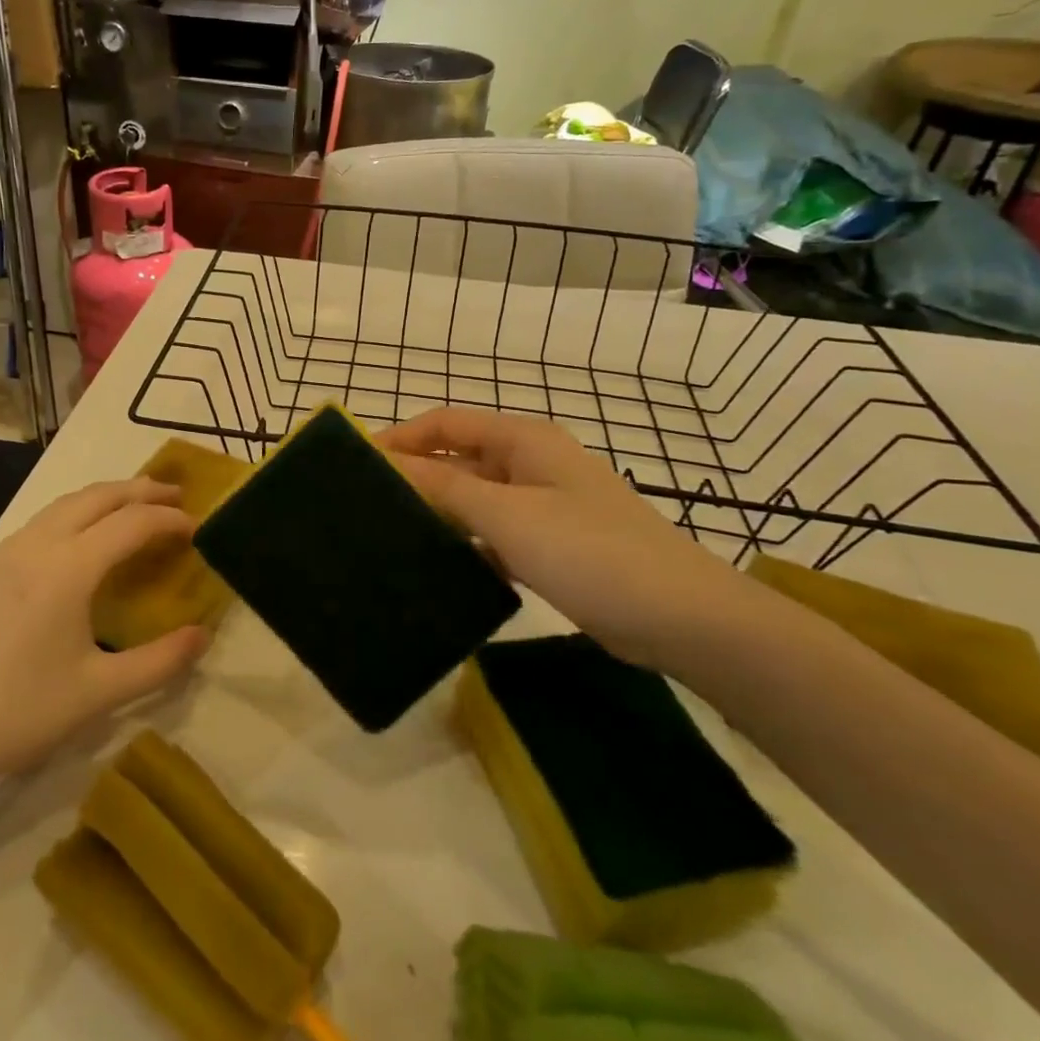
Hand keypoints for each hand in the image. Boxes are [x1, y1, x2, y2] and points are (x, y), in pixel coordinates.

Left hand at [0, 479, 209, 792]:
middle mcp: (37, 545)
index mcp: (69, 567)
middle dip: (141, 490)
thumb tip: (203, 635)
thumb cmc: (20, 713)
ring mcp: (6, 553)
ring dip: (107, 497)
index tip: (198, 525)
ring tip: (135, 508)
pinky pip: (42, 521)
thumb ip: (161, 661)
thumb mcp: (100, 691)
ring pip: (66, 503)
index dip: (170, 519)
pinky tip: (82, 542)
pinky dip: (77, 514)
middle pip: (98, 496)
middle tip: (176, 496)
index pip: (132, 523)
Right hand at [380, 407, 751, 670]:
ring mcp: (544, 505)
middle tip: (367, 508)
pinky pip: (497, 534)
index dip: (401, 437)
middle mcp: (531, 464)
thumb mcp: (508, 515)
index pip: (446, 423)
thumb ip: (445, 488)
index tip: (358, 464)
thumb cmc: (589, 550)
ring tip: (393, 539)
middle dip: (417, 479)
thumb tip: (388, 465)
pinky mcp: (553, 544)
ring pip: (477, 501)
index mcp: (522, 440)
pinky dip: (470, 545)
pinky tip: (443, 570)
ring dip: (441, 515)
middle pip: (460, 460)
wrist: (681, 617)